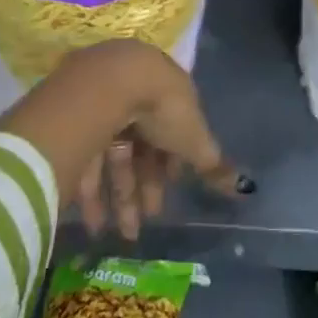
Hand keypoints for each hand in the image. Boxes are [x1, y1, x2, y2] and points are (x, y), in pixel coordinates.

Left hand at [55, 42, 249, 239]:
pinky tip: (94, 222)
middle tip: (147, 221)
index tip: (173, 189)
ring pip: (113, 155)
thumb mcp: (194, 138)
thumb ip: (211, 163)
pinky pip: (87, 159)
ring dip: (120, 196)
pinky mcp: (74, 119)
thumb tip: (242, 186)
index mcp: (166, 91)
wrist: (110, 84)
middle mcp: (134, 94)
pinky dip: (91, 192)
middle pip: (141, 145)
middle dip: (145, 186)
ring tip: (122, 233)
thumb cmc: (162, 107)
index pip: (171, 128)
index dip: (172, 161)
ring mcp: (103, 104)